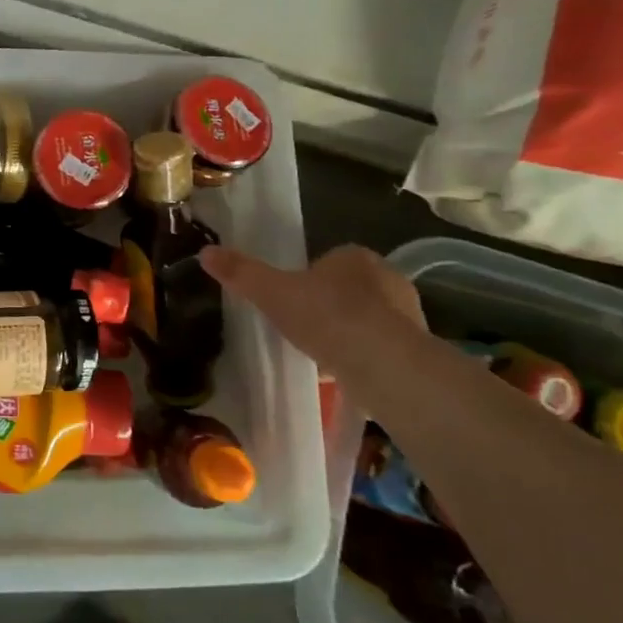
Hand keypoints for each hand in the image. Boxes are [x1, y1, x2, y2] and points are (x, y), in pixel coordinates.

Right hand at [200, 243, 425, 372]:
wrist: (384, 364)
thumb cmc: (327, 317)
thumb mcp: (272, 293)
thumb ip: (241, 273)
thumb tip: (205, 251)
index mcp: (354, 256)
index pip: (328, 260)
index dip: (307, 278)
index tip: (290, 301)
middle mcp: (387, 276)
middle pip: (348, 288)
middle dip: (329, 304)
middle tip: (303, 328)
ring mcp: (408, 312)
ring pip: (367, 317)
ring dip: (349, 331)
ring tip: (323, 355)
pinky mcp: (417, 346)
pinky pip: (382, 345)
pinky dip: (365, 354)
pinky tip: (346, 371)